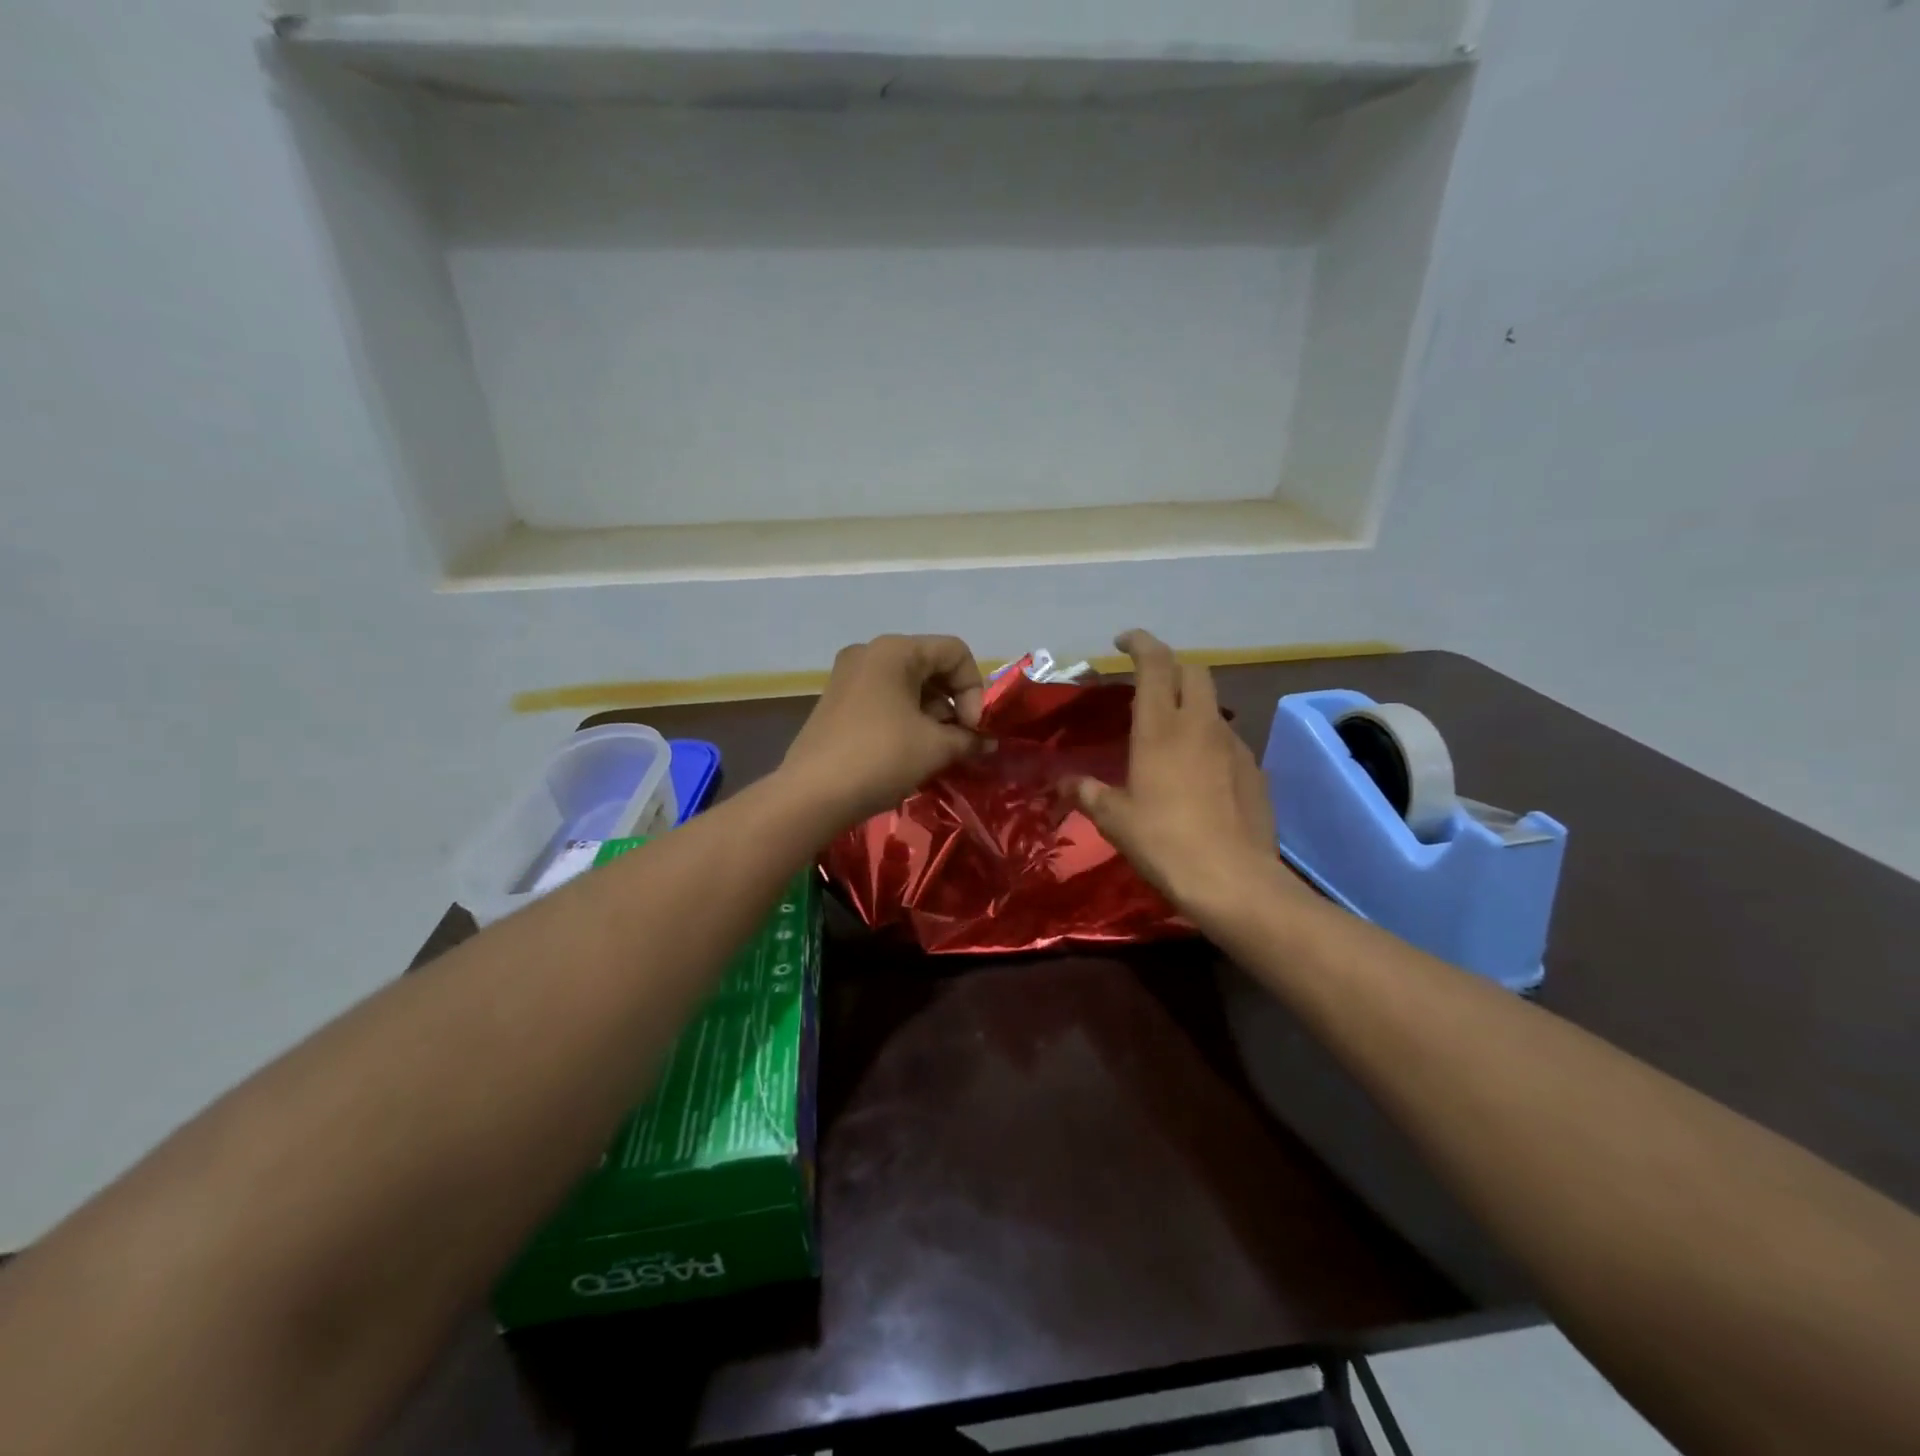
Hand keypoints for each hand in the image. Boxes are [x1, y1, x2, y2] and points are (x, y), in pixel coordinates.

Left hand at [781, 633, 986, 826]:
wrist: (812, 795)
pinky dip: (905, 719)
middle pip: (930, 666)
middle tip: (957, 741)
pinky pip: (884, 699)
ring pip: (907, 685)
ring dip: (931, 714)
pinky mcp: (836, 702)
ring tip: (935, 751)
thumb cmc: (881, 758)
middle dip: (952, 704)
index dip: (974, 689)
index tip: (972, 729)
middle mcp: (869, 653)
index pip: (955, 652)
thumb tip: (987, 742)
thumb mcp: (935, 748)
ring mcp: (848, 677)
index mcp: (895, 650)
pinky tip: (909, 752)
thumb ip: (968, 739)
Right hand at [1071, 630, 1299, 923]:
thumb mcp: (1114, 819)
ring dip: (1190, 704)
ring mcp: (1233, 746)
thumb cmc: (1163, 842)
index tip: (1123, 641)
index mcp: (1160, 728)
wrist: (1233, 880)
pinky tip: (1197, 772)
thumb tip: (1064, 783)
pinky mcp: (1254, 770)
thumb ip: (1087, 792)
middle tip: (1146, 685)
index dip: (1140, 643)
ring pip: (1212, 705)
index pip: (1155, 663)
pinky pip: (1228, 740)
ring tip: (1169, 733)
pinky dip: (1208, 739)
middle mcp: (1200, 725)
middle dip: (1170, 667)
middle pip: (1193, 671)